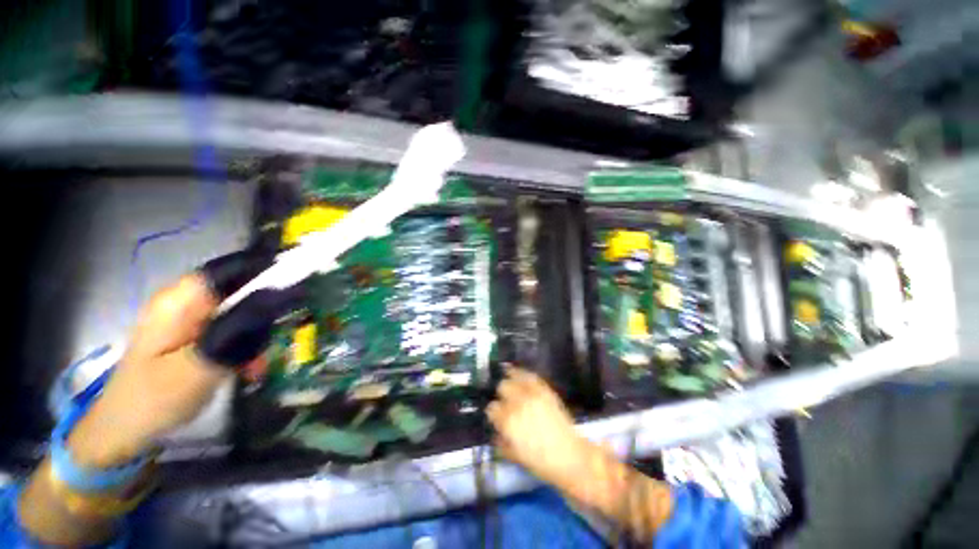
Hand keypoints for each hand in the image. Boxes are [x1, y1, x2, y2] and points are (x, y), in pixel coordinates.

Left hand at [67, 249, 277, 466]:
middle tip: (277, 338)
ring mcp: (192, 318)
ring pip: (243, 311)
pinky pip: (234, 329)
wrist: (123, 431)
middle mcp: (188, 301)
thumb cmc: (153, 399)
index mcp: (182, 300)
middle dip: (267, 312)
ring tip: (257, 365)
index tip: (304, 281)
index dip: (271, 268)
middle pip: (244, 290)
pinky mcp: (196, 334)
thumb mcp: (200, 366)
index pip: (235, 267)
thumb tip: (280, 294)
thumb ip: (239, 329)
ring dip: (257, 336)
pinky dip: (246, 347)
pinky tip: (249, 369)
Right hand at [487, 367, 593, 491]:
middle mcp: (518, 403)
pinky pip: (530, 375)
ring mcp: (532, 394)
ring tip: (510, 385)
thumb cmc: (540, 462)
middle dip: (501, 395)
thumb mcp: (514, 456)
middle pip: (502, 387)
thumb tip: (496, 430)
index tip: (496, 417)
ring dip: (510, 382)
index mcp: (508, 421)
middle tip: (505, 403)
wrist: (570, 457)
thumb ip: (501, 441)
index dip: (493, 413)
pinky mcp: (544, 390)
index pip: (492, 408)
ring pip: (513, 377)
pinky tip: (518, 374)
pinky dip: (522, 374)